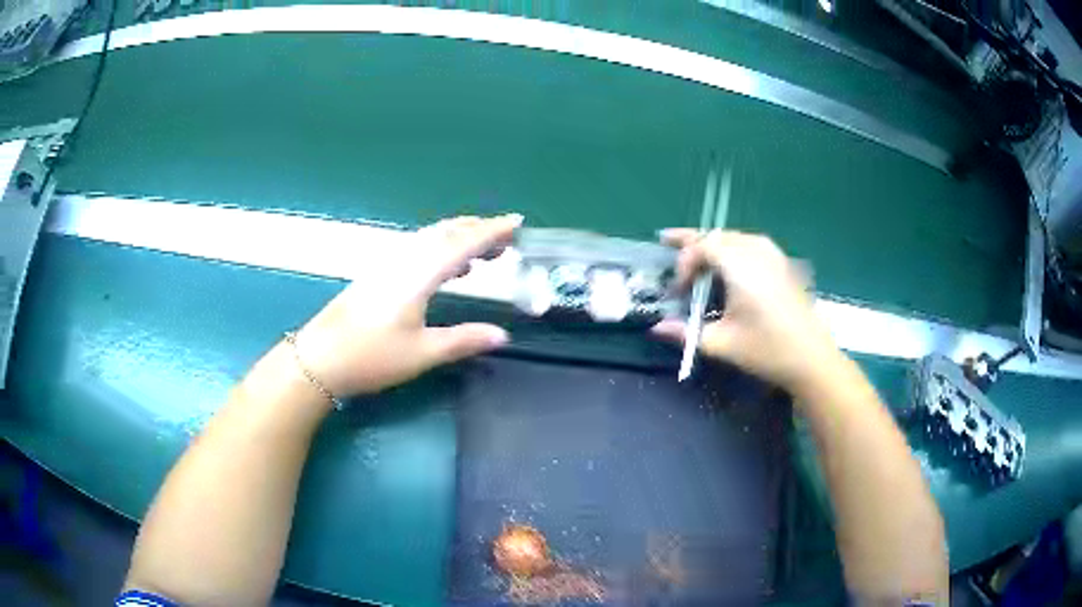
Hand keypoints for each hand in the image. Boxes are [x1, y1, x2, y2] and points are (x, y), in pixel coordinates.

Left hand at [292, 214, 521, 397]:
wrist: (319, 359)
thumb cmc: (371, 357)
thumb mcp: (422, 353)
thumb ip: (463, 340)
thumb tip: (502, 336)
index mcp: (419, 274)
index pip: (462, 243)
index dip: (492, 231)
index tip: (517, 223)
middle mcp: (404, 260)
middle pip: (446, 232)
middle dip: (479, 230)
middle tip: (507, 241)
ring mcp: (388, 264)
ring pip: (430, 238)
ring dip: (460, 238)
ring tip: (485, 255)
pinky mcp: (378, 273)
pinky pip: (418, 248)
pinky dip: (441, 250)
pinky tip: (448, 270)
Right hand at [653, 229, 840, 389]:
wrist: (811, 357)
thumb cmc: (766, 350)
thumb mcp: (721, 343)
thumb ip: (686, 333)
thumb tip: (657, 327)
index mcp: (740, 265)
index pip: (702, 246)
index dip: (684, 262)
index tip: (678, 290)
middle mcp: (756, 250)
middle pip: (717, 235)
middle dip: (692, 241)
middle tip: (667, 243)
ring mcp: (773, 254)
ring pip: (733, 236)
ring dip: (711, 243)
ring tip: (694, 254)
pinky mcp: (783, 263)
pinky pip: (750, 243)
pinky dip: (731, 247)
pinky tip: (727, 263)